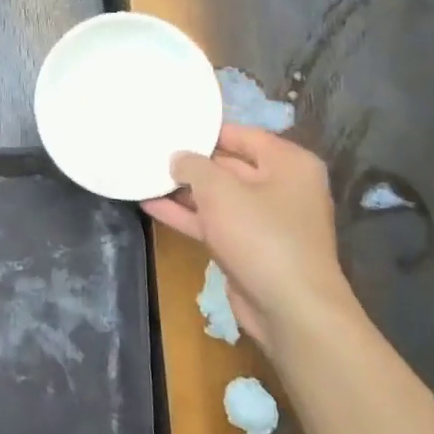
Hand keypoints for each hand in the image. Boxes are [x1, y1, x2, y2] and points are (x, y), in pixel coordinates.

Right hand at [142, 125, 354, 344]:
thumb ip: (193, 166)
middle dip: (191, 161)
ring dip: (183, 190)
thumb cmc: (261, 235)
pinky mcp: (248, 248)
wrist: (290, 309)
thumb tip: (178, 158)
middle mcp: (280, 187)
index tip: (170, 125)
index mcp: (288, 163)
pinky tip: (150, 205)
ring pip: (217, 197)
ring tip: (143, 175)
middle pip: (229, 164)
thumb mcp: (220, 190)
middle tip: (151, 149)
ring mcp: (264, 220)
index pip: (242, 134)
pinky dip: (186, 215)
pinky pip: (213, 222)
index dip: (205, 130)